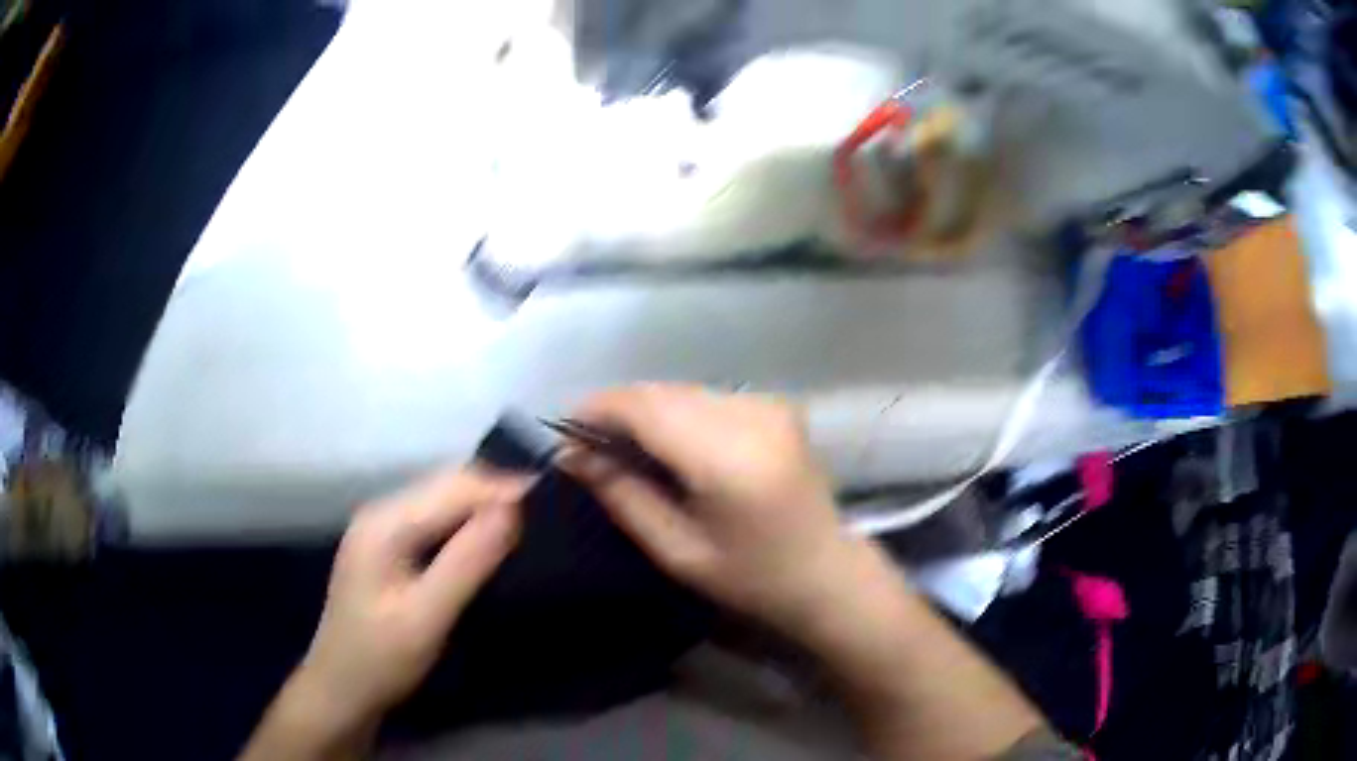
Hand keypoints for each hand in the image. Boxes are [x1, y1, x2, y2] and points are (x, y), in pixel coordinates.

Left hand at [296, 467, 527, 728]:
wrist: (341, 688)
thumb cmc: (381, 659)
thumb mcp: (426, 618)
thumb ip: (467, 563)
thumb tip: (512, 510)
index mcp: (384, 524)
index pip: (453, 487)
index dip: (502, 490)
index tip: (550, 502)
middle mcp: (380, 512)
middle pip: (446, 484)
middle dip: (494, 491)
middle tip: (544, 512)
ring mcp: (380, 527)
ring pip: (442, 498)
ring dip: (482, 504)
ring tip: (526, 522)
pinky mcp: (387, 545)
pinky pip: (434, 517)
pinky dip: (466, 521)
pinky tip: (488, 539)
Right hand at [559, 384, 865, 640]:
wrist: (826, 572)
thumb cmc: (752, 578)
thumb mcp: (677, 550)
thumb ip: (623, 495)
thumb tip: (571, 455)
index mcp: (728, 458)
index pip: (646, 408)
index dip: (597, 409)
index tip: (564, 431)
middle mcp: (751, 415)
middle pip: (662, 392)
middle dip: (616, 409)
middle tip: (585, 444)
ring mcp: (768, 404)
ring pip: (682, 390)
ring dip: (645, 409)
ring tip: (619, 444)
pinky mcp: (776, 405)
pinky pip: (707, 397)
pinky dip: (676, 412)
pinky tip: (666, 443)